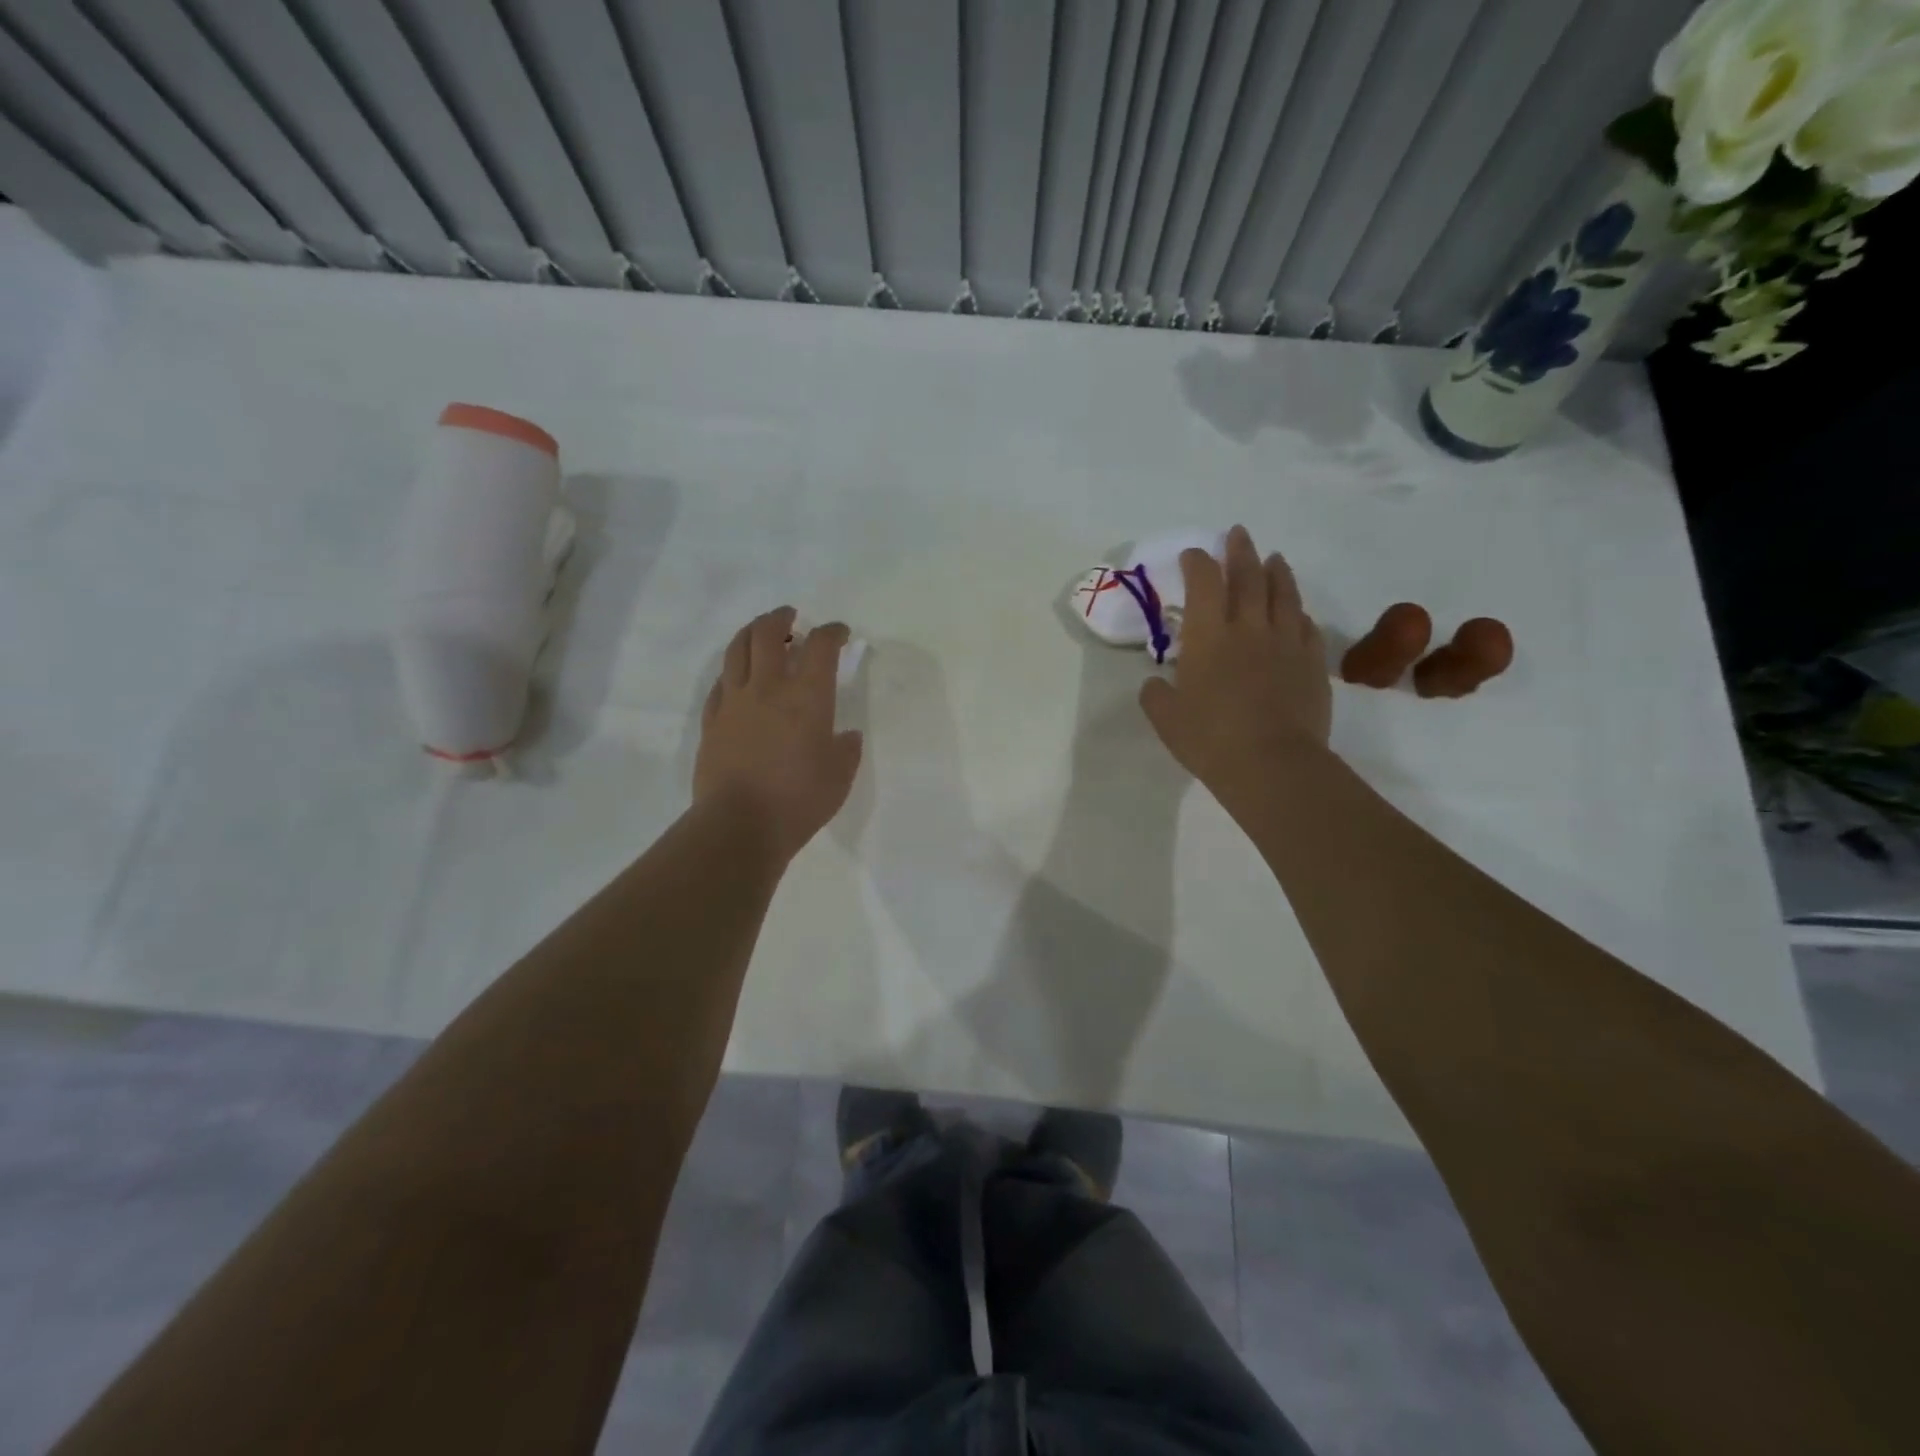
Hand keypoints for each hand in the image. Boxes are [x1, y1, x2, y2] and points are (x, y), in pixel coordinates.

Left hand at [695, 608, 863, 861]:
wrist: (739, 825)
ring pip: (738, 649)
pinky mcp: (712, 720)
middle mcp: (769, 687)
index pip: (821, 646)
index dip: (832, 632)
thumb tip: (846, 736)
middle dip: (782, 618)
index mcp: (807, 697)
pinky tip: (738, 678)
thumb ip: (846, 749)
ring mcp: (734, 701)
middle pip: (769, 633)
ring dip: (752, 632)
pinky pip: (720, 682)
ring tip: (762, 633)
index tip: (839, 633)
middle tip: (791, 618)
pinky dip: (733, 670)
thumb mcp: (840, 776)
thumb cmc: (799, 800)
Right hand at [1139, 525, 1330, 795]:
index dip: (1198, 563)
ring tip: (1274, 558)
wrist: (1272, 764)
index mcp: (1209, 636)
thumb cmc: (1210, 739)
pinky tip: (1297, 614)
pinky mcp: (1312, 664)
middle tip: (1238, 534)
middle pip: (1248, 577)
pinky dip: (1299, 614)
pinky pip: (1307, 628)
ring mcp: (1286, 643)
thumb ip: (1156, 694)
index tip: (1193, 554)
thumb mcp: (1165, 718)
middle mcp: (1249, 628)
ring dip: (1277, 571)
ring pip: (1284, 595)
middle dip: (1240, 551)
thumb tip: (1156, 682)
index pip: (1204, 583)